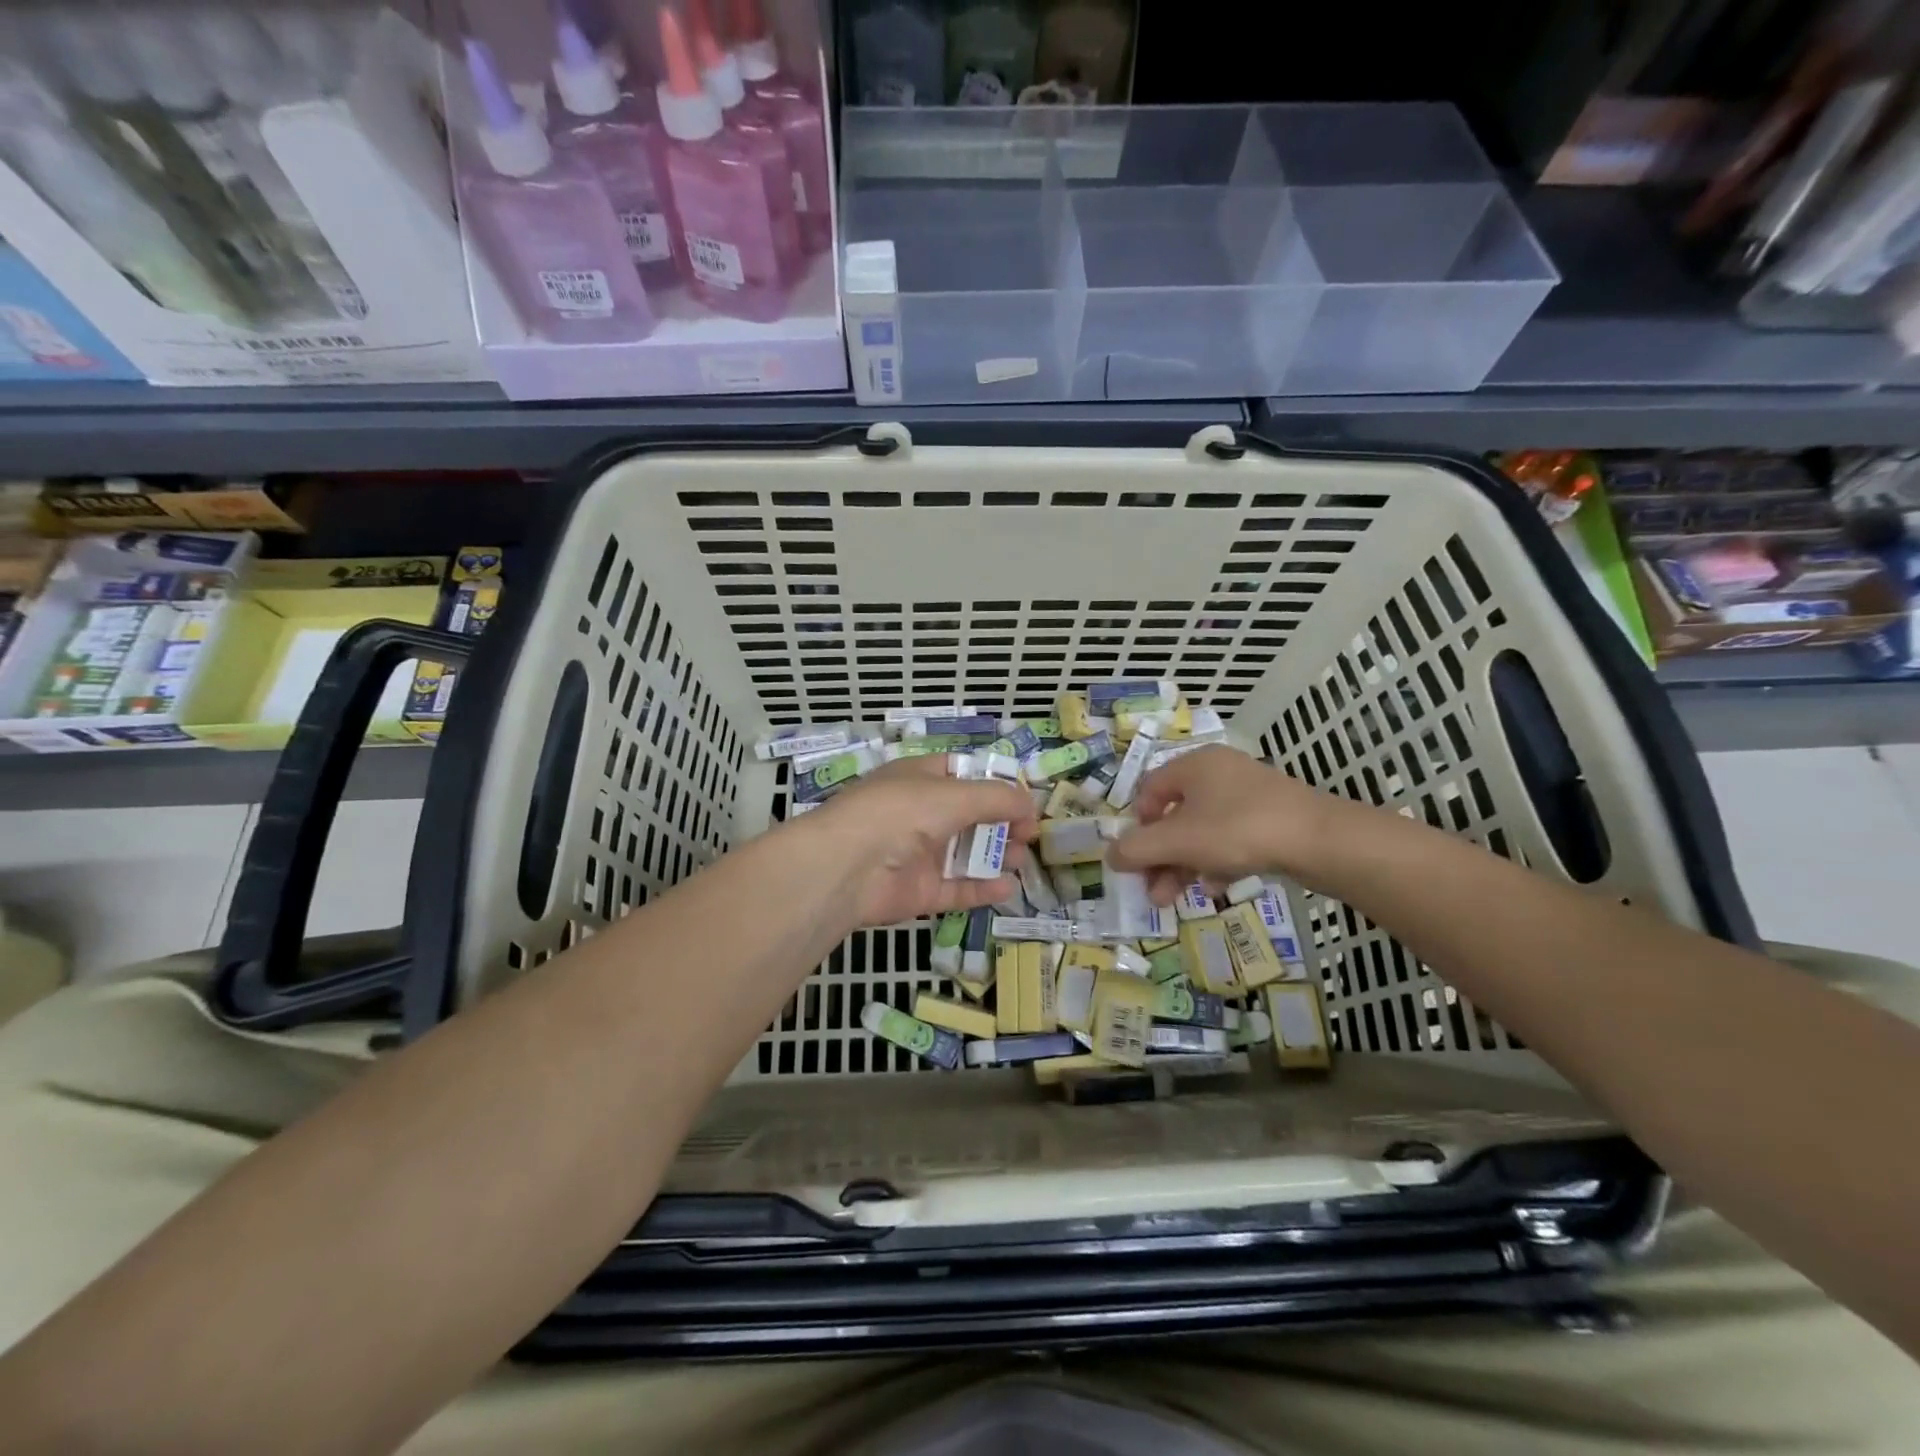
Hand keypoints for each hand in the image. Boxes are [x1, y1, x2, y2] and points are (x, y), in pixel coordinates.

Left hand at [802, 754, 1037, 927]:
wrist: (846, 866)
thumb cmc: (901, 813)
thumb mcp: (955, 794)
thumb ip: (997, 799)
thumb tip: (1030, 805)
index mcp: (920, 778)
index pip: (963, 774)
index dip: (994, 784)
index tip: (1023, 800)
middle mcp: (918, 813)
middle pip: (969, 816)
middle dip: (1001, 823)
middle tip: (1028, 835)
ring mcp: (917, 854)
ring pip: (964, 853)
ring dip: (995, 855)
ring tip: (1020, 858)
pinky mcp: (918, 891)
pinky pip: (956, 889)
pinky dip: (981, 889)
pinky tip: (1007, 888)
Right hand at [1108, 745, 1337, 901]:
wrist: (1320, 841)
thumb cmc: (1238, 830)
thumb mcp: (1178, 841)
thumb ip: (1137, 849)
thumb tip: (1110, 856)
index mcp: (1193, 765)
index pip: (1149, 791)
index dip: (1137, 826)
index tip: (1137, 858)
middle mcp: (1219, 772)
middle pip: (1174, 816)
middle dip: (1159, 856)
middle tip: (1152, 891)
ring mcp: (1249, 795)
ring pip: (1202, 831)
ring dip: (1183, 865)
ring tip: (1174, 899)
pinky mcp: (1272, 818)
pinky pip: (1230, 838)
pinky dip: (1215, 862)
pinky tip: (1214, 888)